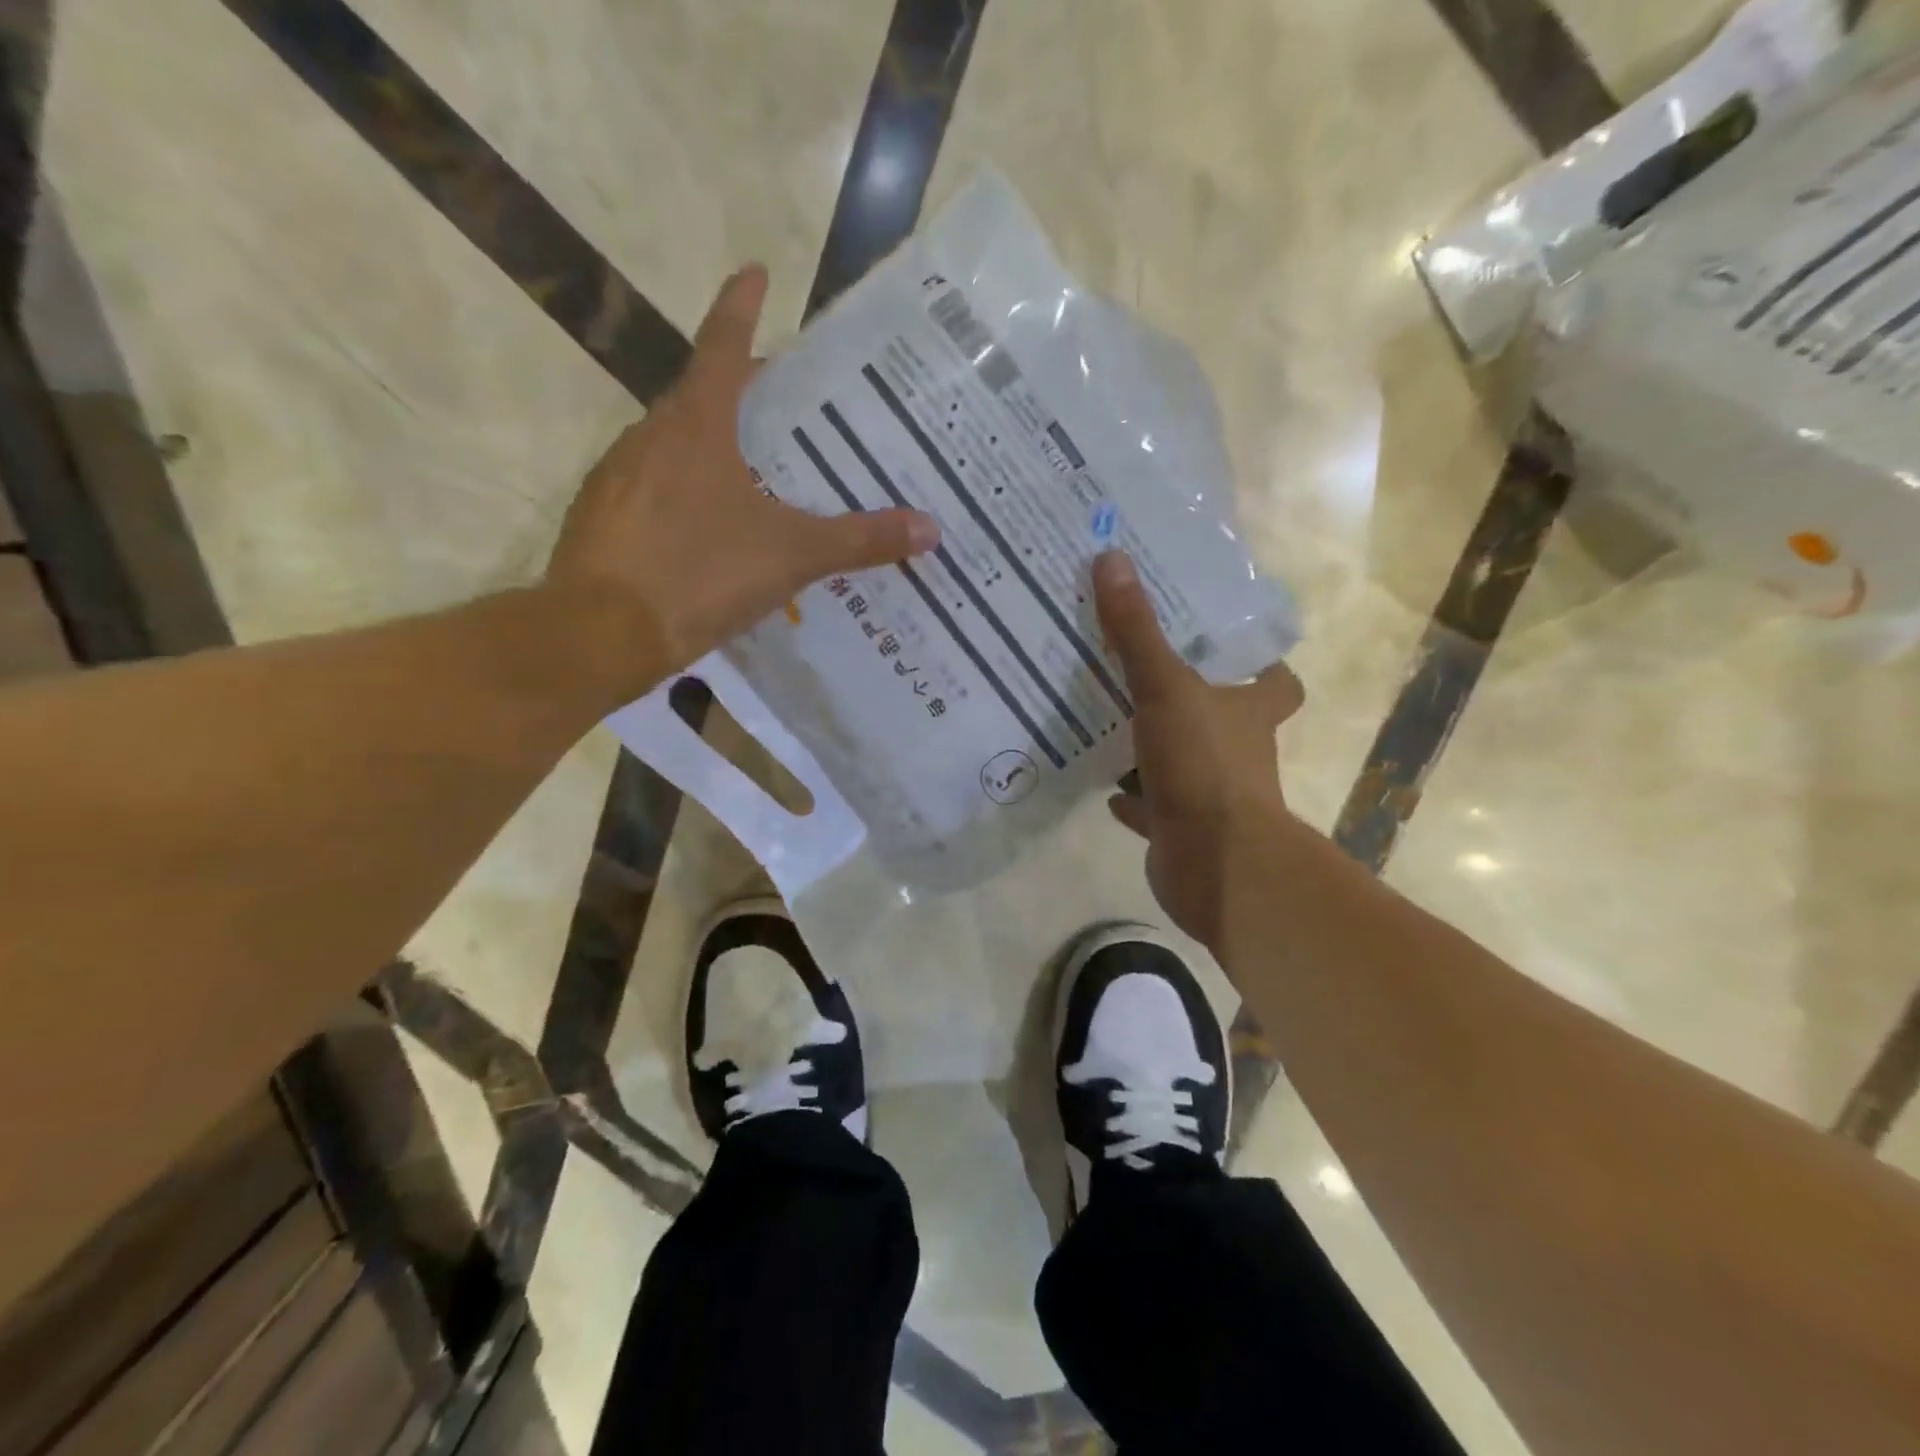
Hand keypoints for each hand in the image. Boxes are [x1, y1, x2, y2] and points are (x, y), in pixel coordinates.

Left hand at [545, 265, 939, 700]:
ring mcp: (617, 476)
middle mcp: (650, 435)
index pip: (723, 345)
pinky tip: (706, 530)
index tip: (756, 272)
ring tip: (754, 473)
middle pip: (700, 396)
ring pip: (673, 445)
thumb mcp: (791, 556)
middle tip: (785, 405)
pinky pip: (652, 488)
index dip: (742, 307)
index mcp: (696, 425)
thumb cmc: (700, 574)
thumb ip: (860, 540)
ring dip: (711, 446)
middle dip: (741, 391)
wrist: (601, 633)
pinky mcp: (602, 517)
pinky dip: (683, 493)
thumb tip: (932, 529)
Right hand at [1095, 552, 1303, 949]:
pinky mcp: (1184, 831)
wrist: (1215, 864)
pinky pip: (1155, 808)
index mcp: (1250, 712)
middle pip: (1225, 720)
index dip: (1264, 666)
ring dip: (1155, 748)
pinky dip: (1134, 799)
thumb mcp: (1166, 688)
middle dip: (1193, 702)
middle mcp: (1239, 752)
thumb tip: (1112, 559)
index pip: (1278, 683)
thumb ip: (1137, 631)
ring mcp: (1212, 796)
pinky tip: (1105, 787)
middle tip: (1147, 673)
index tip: (1232, 648)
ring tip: (1111, 722)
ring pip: (1185, 763)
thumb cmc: (1204, 765)